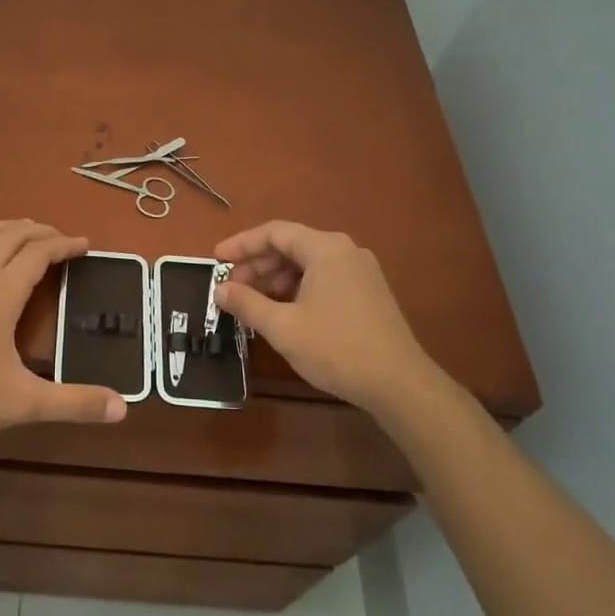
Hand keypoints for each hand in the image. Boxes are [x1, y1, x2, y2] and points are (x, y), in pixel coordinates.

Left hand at [0, 220, 127, 449]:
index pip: (39, 252)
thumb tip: (122, 407)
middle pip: (13, 235)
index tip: (86, 246)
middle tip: (63, 241)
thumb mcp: (24, 403)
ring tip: (28, 235)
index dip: (65, 245)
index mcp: (1, 291)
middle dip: (42, 232)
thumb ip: (74, 403)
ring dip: (11, 228)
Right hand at [213, 221, 440, 417]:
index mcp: (326, 248)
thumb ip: (247, 303)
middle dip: (257, 264)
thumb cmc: (336, 348)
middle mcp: (345, 251)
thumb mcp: (282, 327)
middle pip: (291, 245)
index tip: (216, 259)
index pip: (274, 232)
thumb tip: (220, 289)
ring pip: (308, 263)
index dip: (241, 244)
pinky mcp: (369, 292)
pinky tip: (284, 311)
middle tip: (232, 286)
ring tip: (254, 302)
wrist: (398, 383)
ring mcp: (361, 271)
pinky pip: (324, 277)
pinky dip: (298, 288)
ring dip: (276, 278)